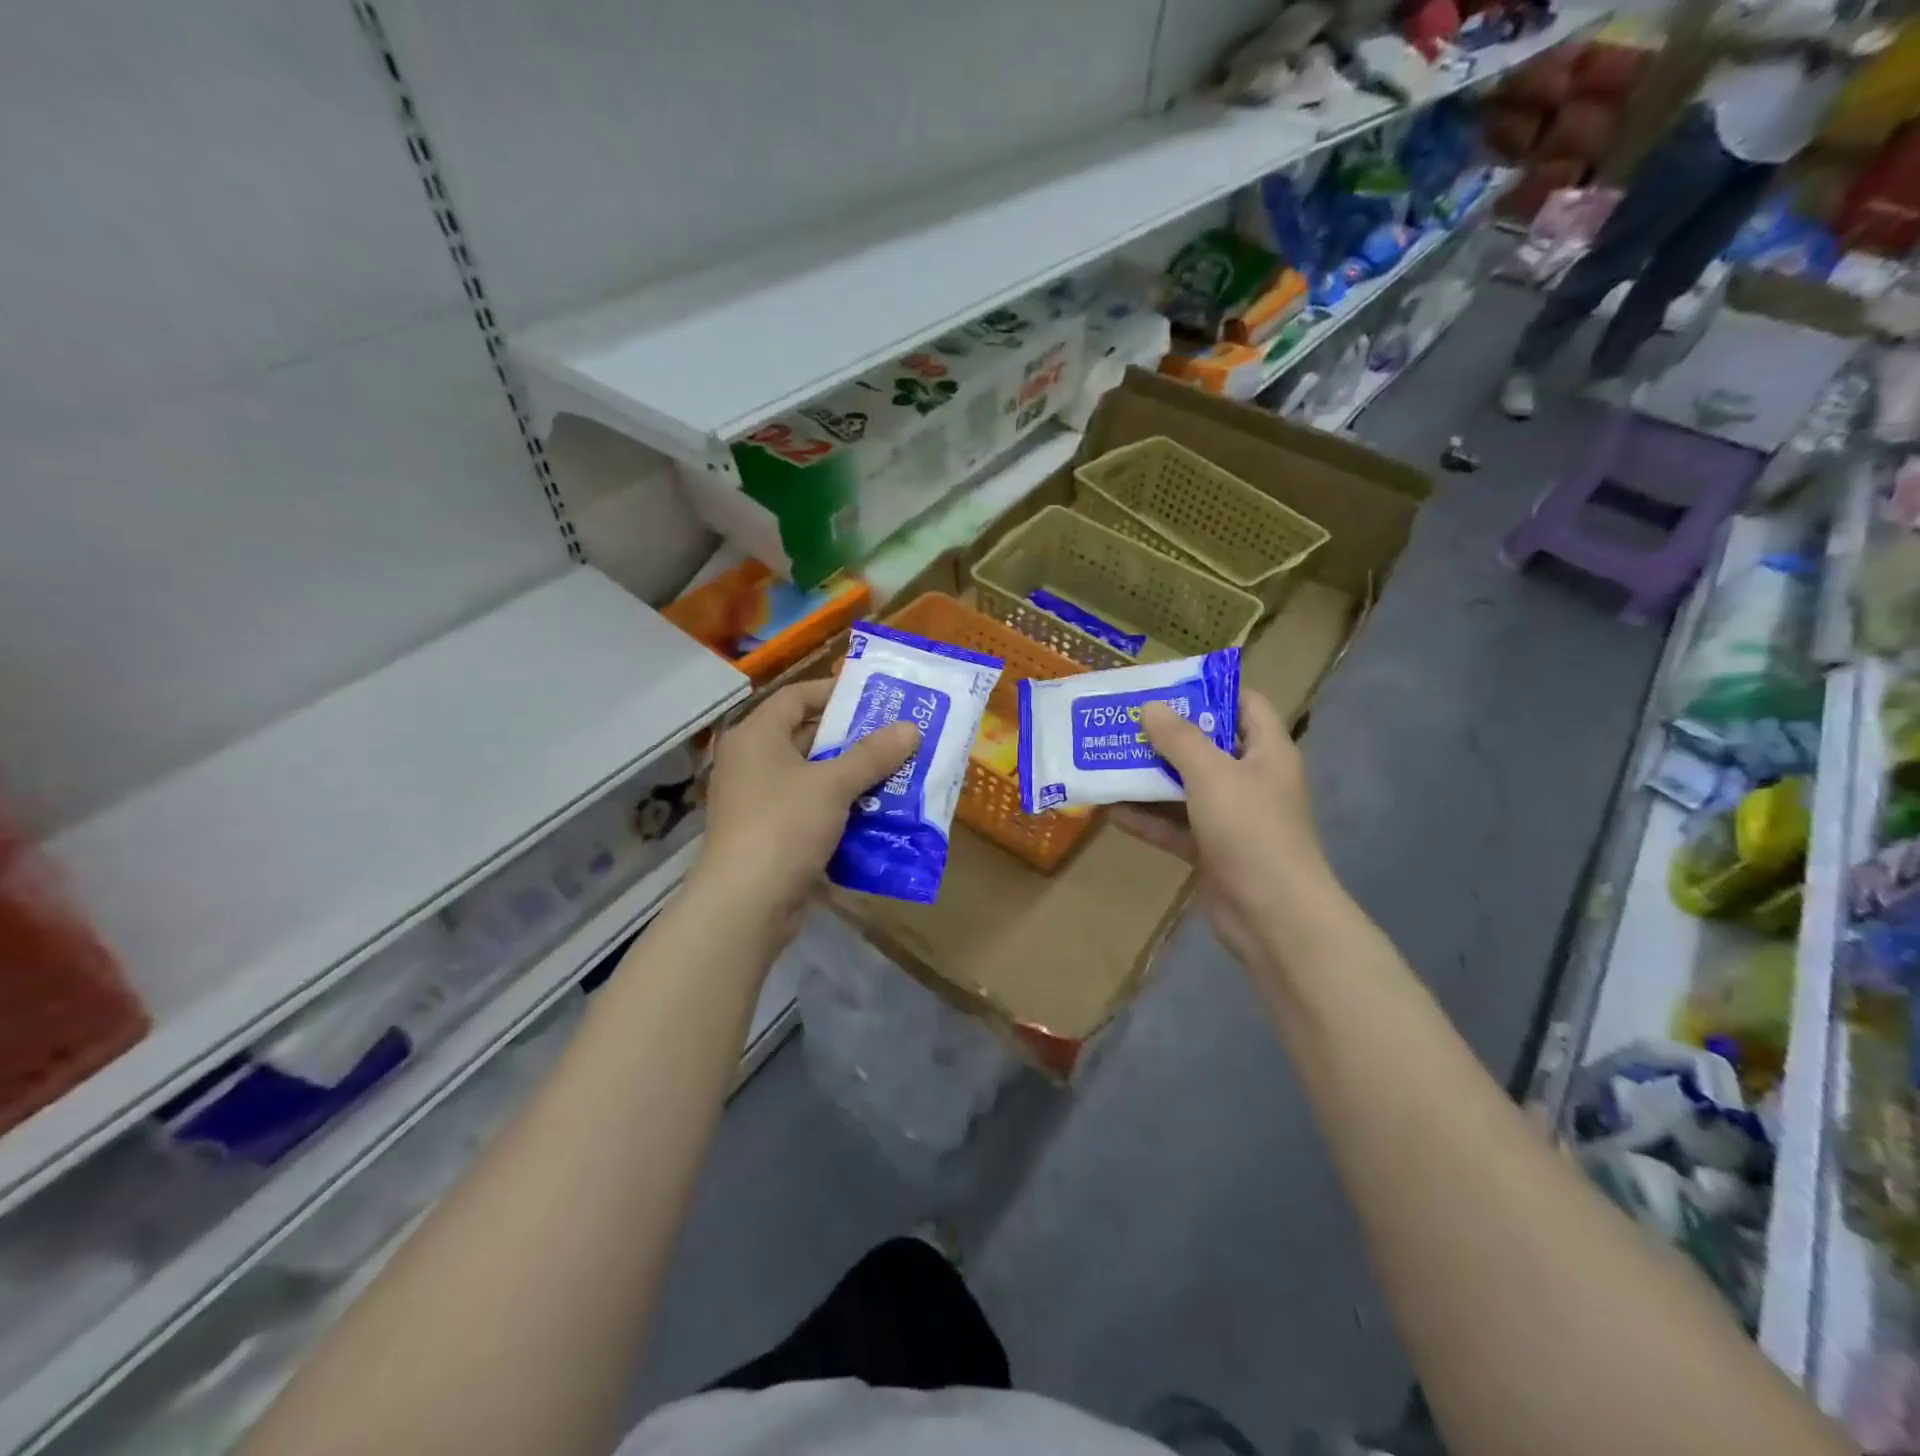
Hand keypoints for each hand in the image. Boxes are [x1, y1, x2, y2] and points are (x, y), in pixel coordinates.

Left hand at [692, 679, 918, 930]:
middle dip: (854, 738)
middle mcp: (752, 762)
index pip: (796, 697)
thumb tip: (912, 728)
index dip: (834, 692)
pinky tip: (878, 811)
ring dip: (853, 776)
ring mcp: (759, 801)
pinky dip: (842, 808)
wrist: (746, 904)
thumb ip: (873, 754)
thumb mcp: (833, 784)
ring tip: (898, 771)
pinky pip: (812, 810)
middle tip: (897, 735)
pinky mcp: (771, 835)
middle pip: (807, 737)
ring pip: (814, 777)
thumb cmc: (784, 825)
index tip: (876, 696)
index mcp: (756, 736)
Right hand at [1114, 691, 1331, 969]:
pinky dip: (1147, 819)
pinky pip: (1175, 826)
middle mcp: (1251, 779)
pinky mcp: (1212, 850)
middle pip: (1206, 746)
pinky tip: (1110, 811)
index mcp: (1267, 751)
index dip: (1209, 691)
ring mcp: (1232, 818)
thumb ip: (1179, 739)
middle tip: (1122, 723)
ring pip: (1185, 788)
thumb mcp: (1211, 774)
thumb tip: (1151, 706)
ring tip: (1105, 761)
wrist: (1273, 916)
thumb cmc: (1250, 830)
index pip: (1244, 705)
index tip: (1165, 687)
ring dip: (1149, 778)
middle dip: (1165, 736)